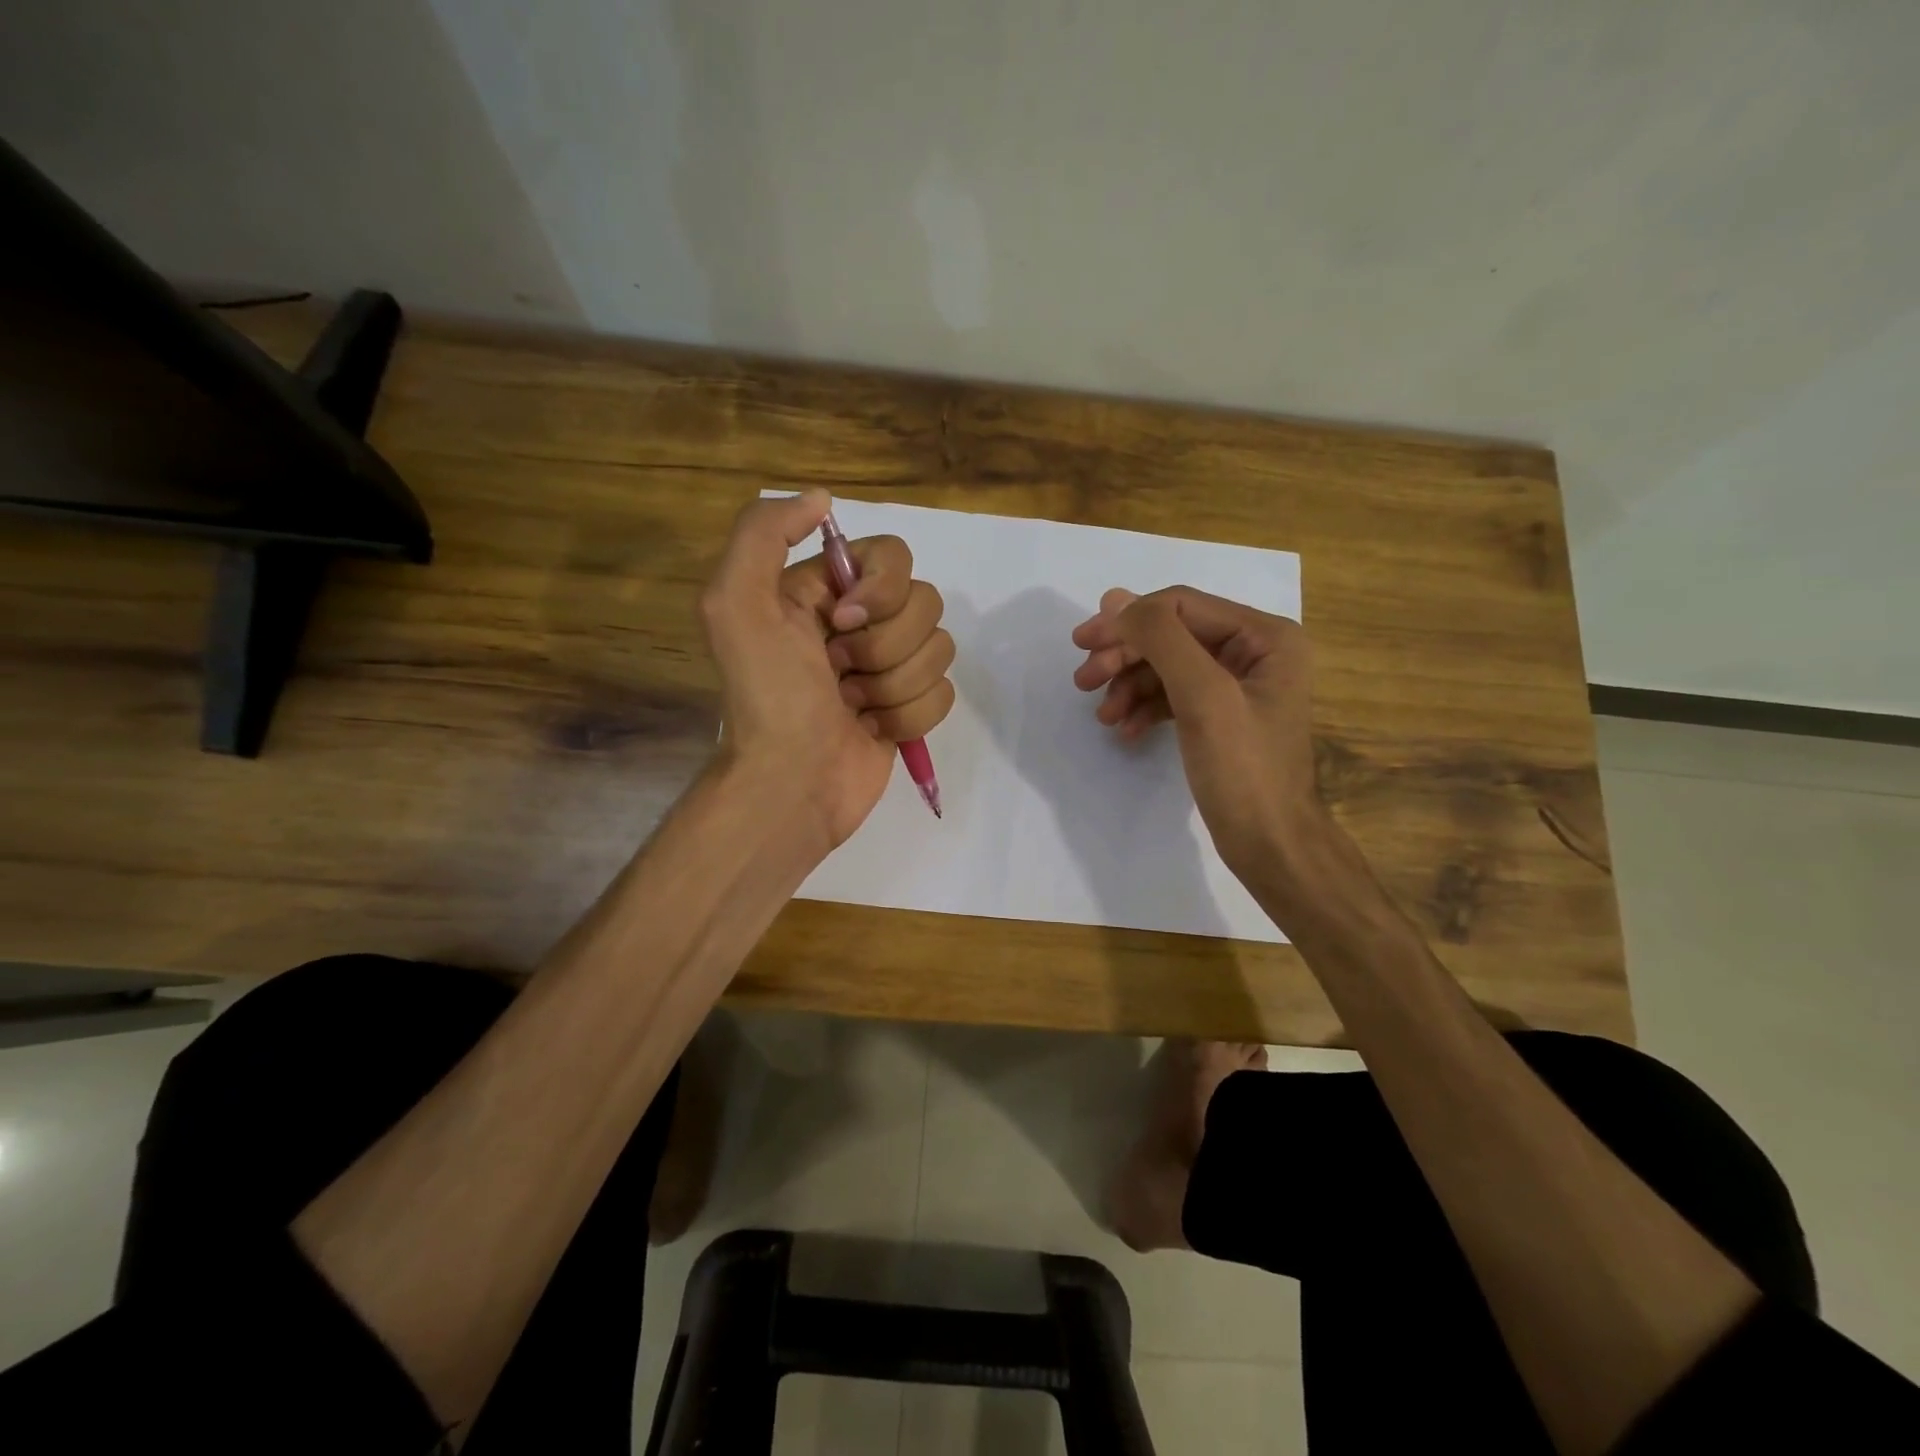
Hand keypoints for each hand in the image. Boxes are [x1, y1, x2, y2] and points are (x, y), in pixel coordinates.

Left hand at [701, 491, 954, 851]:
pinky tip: (871, 728)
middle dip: (884, 647)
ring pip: (939, 649)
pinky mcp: (909, 707)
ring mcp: (889, 667)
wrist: (790, 784)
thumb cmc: (768, 697)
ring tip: (852, 706)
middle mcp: (860, 623)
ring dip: (894, 685)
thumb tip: (822, 499)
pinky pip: (944, 692)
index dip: (881, 590)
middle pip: (925, 603)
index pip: (893, 556)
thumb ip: (764, 534)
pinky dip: (909, 715)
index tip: (842, 624)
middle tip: (838, 674)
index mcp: (824, 591)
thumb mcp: (736, 604)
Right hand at [1071, 585, 1322, 883]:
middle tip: (1082, 681)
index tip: (1082, 645)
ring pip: (1167, 666)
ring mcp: (1238, 685)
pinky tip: (1124, 730)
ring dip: (1129, 685)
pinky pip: (1174, 696)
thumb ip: (1161, 640)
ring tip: (1103, 715)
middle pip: (1172, 635)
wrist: (1272, 846)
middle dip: (1125, 655)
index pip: (1181, 607)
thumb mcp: (1203, 697)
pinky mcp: (1222, 715)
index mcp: (1265, 636)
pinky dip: (1145, 708)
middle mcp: (1255, 651)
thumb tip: (1114, 598)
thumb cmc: (1244, 769)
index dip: (1128, 620)